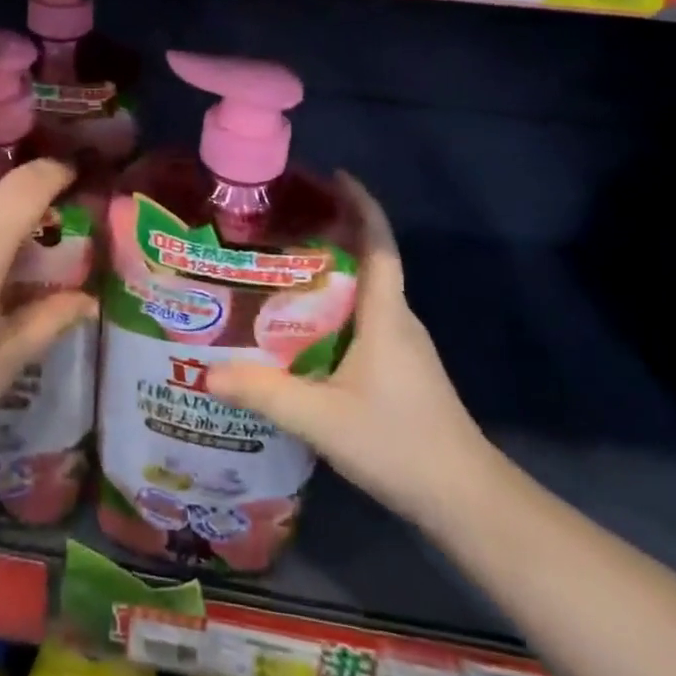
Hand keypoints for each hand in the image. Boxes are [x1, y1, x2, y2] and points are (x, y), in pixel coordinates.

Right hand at [205, 175, 496, 527]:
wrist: (467, 500)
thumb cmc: (399, 443)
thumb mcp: (322, 419)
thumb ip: (265, 393)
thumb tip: (208, 372)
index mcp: (386, 313)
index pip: (379, 242)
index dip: (361, 204)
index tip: (334, 175)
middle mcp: (398, 318)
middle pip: (369, 259)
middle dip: (333, 232)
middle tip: (280, 224)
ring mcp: (403, 345)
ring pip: (365, 292)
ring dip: (331, 272)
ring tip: (280, 268)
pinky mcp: (401, 368)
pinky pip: (364, 319)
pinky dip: (335, 306)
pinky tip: (301, 326)